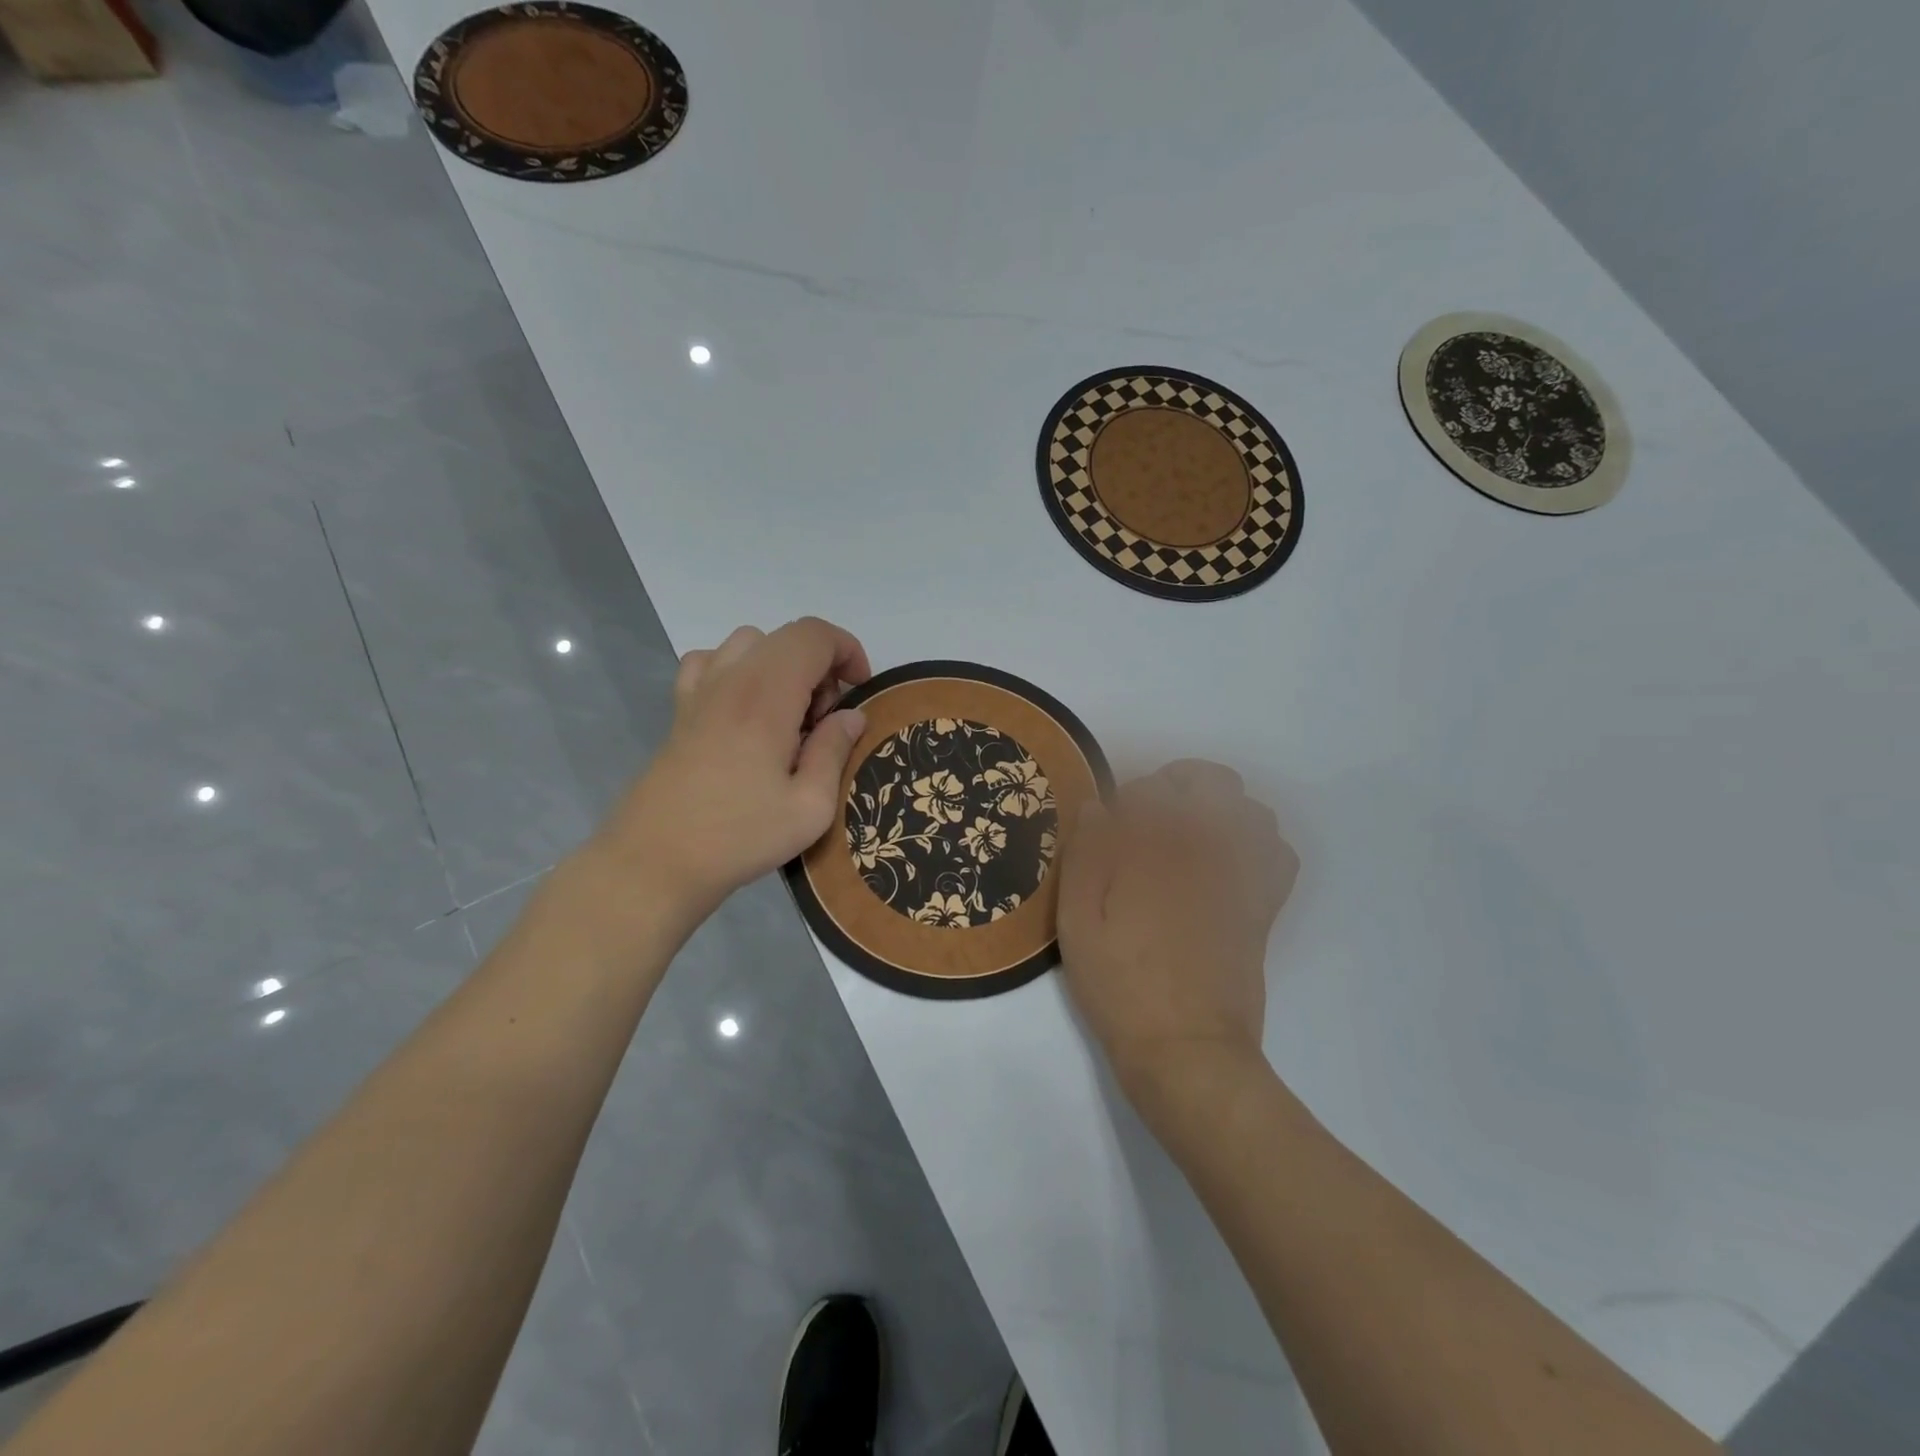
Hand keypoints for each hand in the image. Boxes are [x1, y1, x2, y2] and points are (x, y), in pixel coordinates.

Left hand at [597, 618, 870, 917]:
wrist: (655, 861)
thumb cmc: (739, 836)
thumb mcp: (810, 807)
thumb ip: (834, 751)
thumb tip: (851, 716)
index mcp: (766, 696)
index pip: (813, 635)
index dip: (847, 650)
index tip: (860, 691)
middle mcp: (731, 680)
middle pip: (785, 636)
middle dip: (821, 665)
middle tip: (827, 720)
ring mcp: (699, 692)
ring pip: (749, 643)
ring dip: (782, 665)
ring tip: (789, 716)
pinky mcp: (680, 712)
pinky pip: (710, 662)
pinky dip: (738, 670)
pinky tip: (744, 710)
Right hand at [1056, 761, 1298, 1113]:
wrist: (1185, 1048)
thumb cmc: (1120, 983)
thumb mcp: (1078, 920)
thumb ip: (1085, 854)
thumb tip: (1097, 805)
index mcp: (1159, 847)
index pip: (1151, 787)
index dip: (1126, 799)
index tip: (1110, 826)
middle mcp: (1210, 848)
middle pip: (1212, 781)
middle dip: (1177, 785)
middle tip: (1147, 820)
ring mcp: (1245, 875)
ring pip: (1250, 809)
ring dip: (1218, 809)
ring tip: (1187, 838)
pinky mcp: (1264, 905)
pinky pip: (1278, 852)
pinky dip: (1257, 843)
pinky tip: (1226, 863)